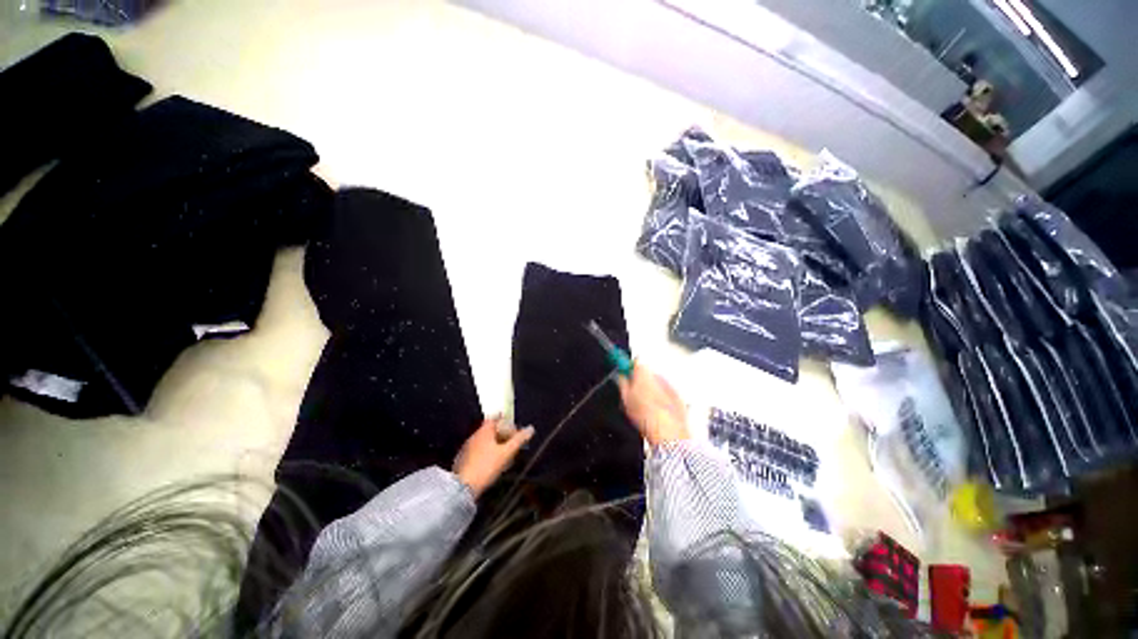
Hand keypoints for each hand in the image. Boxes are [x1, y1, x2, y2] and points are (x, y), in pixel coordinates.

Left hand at [454, 416, 533, 497]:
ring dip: (495, 444)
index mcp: (484, 431)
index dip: (505, 421)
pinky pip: (479, 450)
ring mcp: (467, 448)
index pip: (495, 419)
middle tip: (512, 442)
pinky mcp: (463, 459)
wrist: (463, 488)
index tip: (514, 428)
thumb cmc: (487, 466)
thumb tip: (531, 428)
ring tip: (505, 454)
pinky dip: (487, 452)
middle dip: (502, 434)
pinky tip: (492, 463)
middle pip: (490, 430)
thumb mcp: (506, 453)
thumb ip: (519, 440)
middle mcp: (474, 436)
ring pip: (484, 441)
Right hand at [617, 362, 688, 445]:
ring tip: (646, 406)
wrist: (667, 432)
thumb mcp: (625, 399)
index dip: (628, 368)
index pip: (634, 362)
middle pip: (647, 373)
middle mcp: (658, 376)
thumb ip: (622, 383)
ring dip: (652, 389)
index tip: (625, 372)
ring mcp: (670, 386)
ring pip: (657, 383)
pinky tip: (657, 412)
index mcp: (644, 372)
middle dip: (641, 380)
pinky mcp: (678, 397)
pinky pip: (668, 393)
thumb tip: (621, 377)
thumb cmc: (647, 417)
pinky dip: (663, 399)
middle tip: (634, 394)